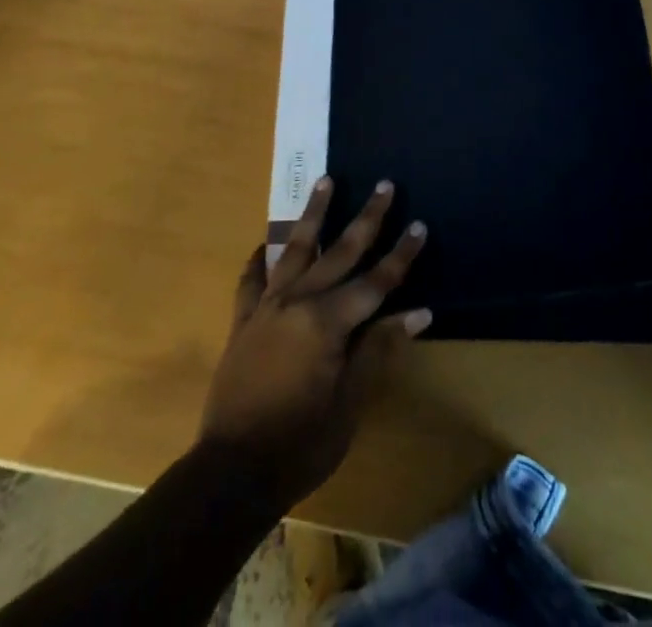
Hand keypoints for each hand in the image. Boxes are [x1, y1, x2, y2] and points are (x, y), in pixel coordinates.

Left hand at [200, 176, 429, 509]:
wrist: (231, 471)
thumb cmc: (301, 443)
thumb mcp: (350, 403)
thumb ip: (378, 350)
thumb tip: (418, 312)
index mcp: (328, 322)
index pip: (376, 281)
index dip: (401, 255)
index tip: (420, 225)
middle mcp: (298, 300)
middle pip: (339, 252)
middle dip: (366, 218)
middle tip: (384, 185)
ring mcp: (266, 306)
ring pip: (295, 248)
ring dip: (314, 213)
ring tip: (327, 180)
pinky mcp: (242, 320)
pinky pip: (251, 280)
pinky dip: (259, 259)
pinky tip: (263, 244)